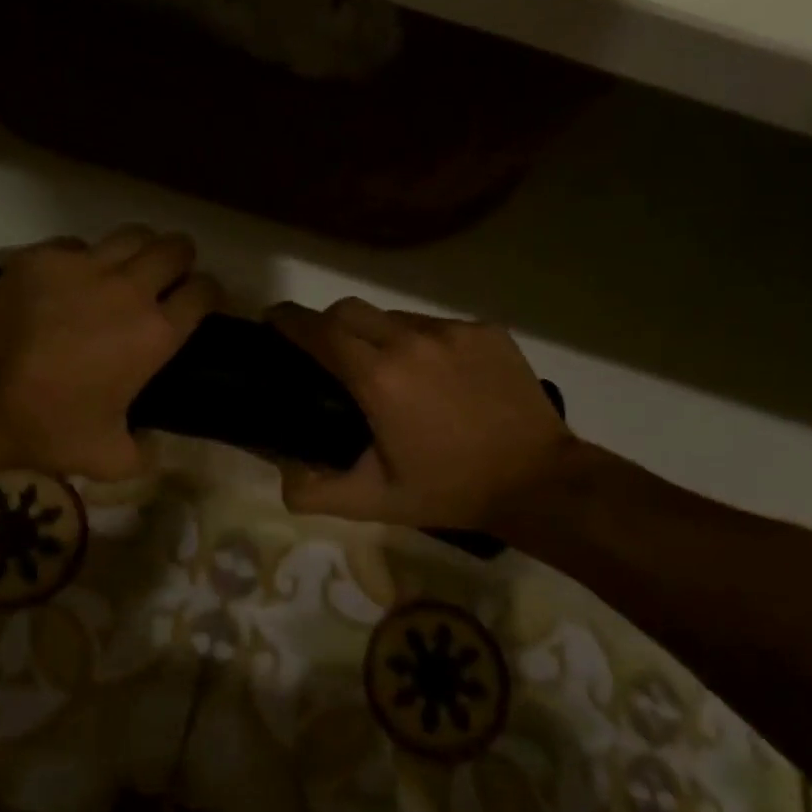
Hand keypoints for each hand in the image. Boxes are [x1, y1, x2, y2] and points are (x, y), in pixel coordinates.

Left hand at [0, 227, 219, 480]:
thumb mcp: (110, 459)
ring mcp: (82, 266)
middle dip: (181, 261)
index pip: (205, 292)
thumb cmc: (48, 430)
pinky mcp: (41, 258)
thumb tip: (155, 443)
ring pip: (133, 235)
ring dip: (140, 251)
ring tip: (127, 272)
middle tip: (169, 281)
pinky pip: (78, 244)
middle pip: (175, 248)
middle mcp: (128, 289)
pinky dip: (85, 259)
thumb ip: (146, 452)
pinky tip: (71, 282)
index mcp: (155, 334)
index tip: (204, 304)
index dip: (211, 295)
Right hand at [266, 298, 571, 530]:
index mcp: (378, 378)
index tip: (272, 321)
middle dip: (326, 322)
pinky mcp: (485, 331)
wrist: (539, 482)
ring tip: (388, 372)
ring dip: (377, 335)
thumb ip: (314, 490)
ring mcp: (452, 331)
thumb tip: (280, 471)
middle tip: (326, 353)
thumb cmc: (449, 491)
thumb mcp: (374, 502)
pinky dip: (422, 343)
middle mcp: (411, 341)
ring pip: (394, 317)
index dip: (288, 320)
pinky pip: (436, 326)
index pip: (318, 330)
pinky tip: (436, 377)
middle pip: (349, 309)